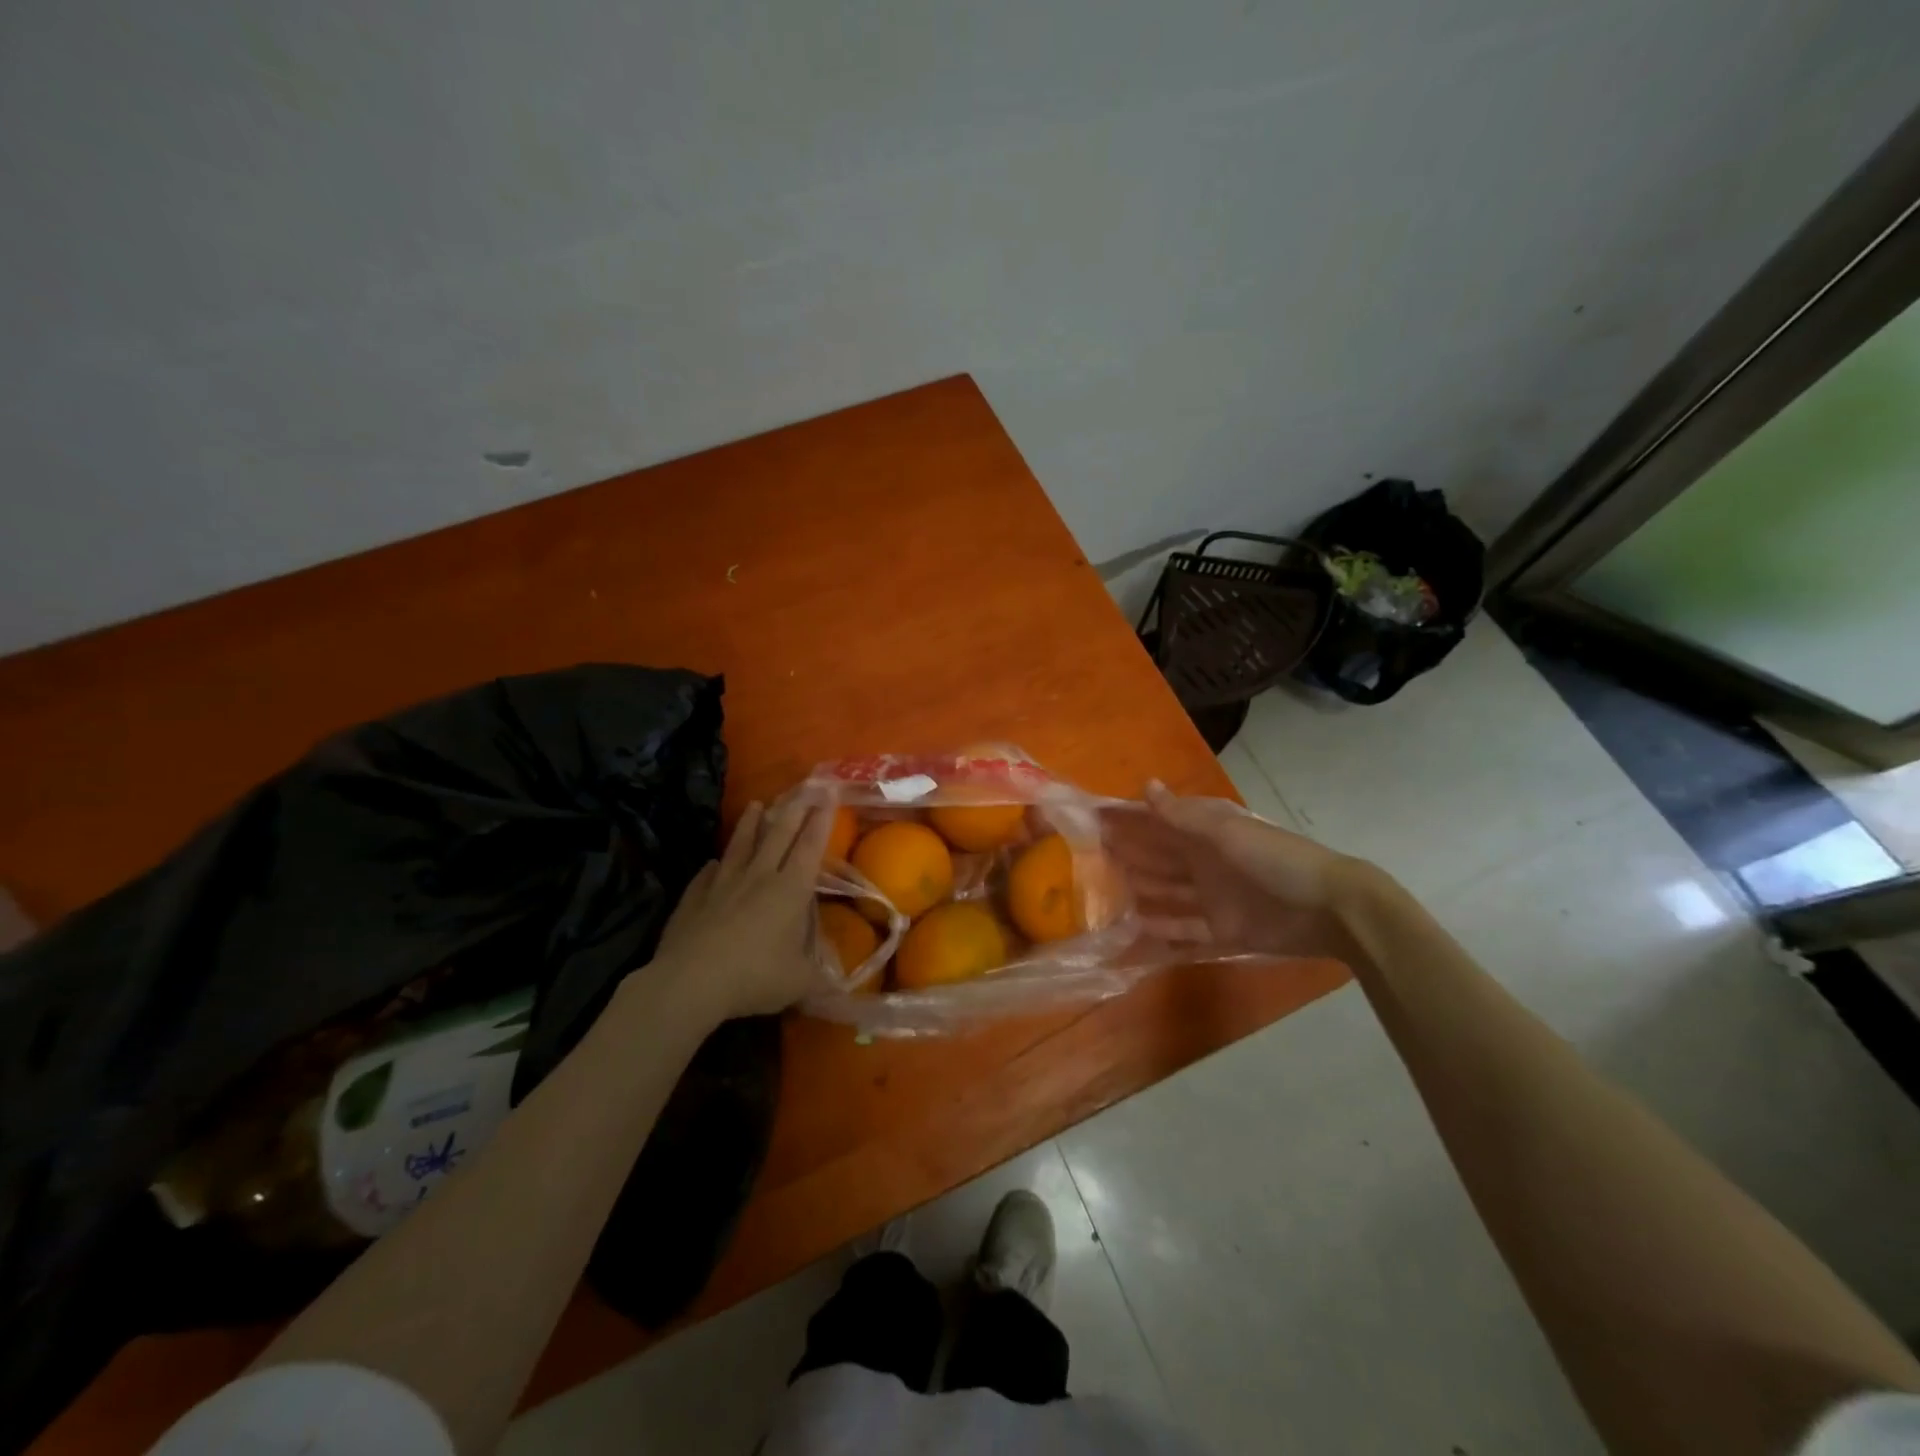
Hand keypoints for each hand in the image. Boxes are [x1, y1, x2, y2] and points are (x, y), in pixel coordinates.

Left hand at [649, 790, 832, 1022]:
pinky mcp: (694, 899)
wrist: (691, 982)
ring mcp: (722, 886)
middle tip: (803, 787)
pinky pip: (706, 877)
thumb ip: (821, 984)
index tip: (828, 793)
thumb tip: (842, 993)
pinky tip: (712, 862)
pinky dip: (713, 867)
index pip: (810, 847)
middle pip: (778, 835)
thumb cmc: (755, 977)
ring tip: (756, 804)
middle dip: (793, 809)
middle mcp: (758, 878)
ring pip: (741, 846)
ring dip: (750, 825)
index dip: (821, 820)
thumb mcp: (799, 984)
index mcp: (789, 890)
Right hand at [1101, 781, 1385, 962]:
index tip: (1094, 819)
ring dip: (1140, 892)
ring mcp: (1213, 899)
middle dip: (1128, 855)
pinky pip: (1185, 932)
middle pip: (1159, 859)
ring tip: (1103, 895)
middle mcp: (1205, 863)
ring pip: (1167, 894)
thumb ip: (1182, 815)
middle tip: (1088, 858)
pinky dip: (1162, 931)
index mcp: (1206, 834)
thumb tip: (1145, 785)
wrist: (1329, 907)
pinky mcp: (1223, 932)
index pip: (1159, 823)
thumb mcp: (1225, 833)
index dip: (1130, 820)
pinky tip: (1135, 931)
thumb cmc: (1275, 859)